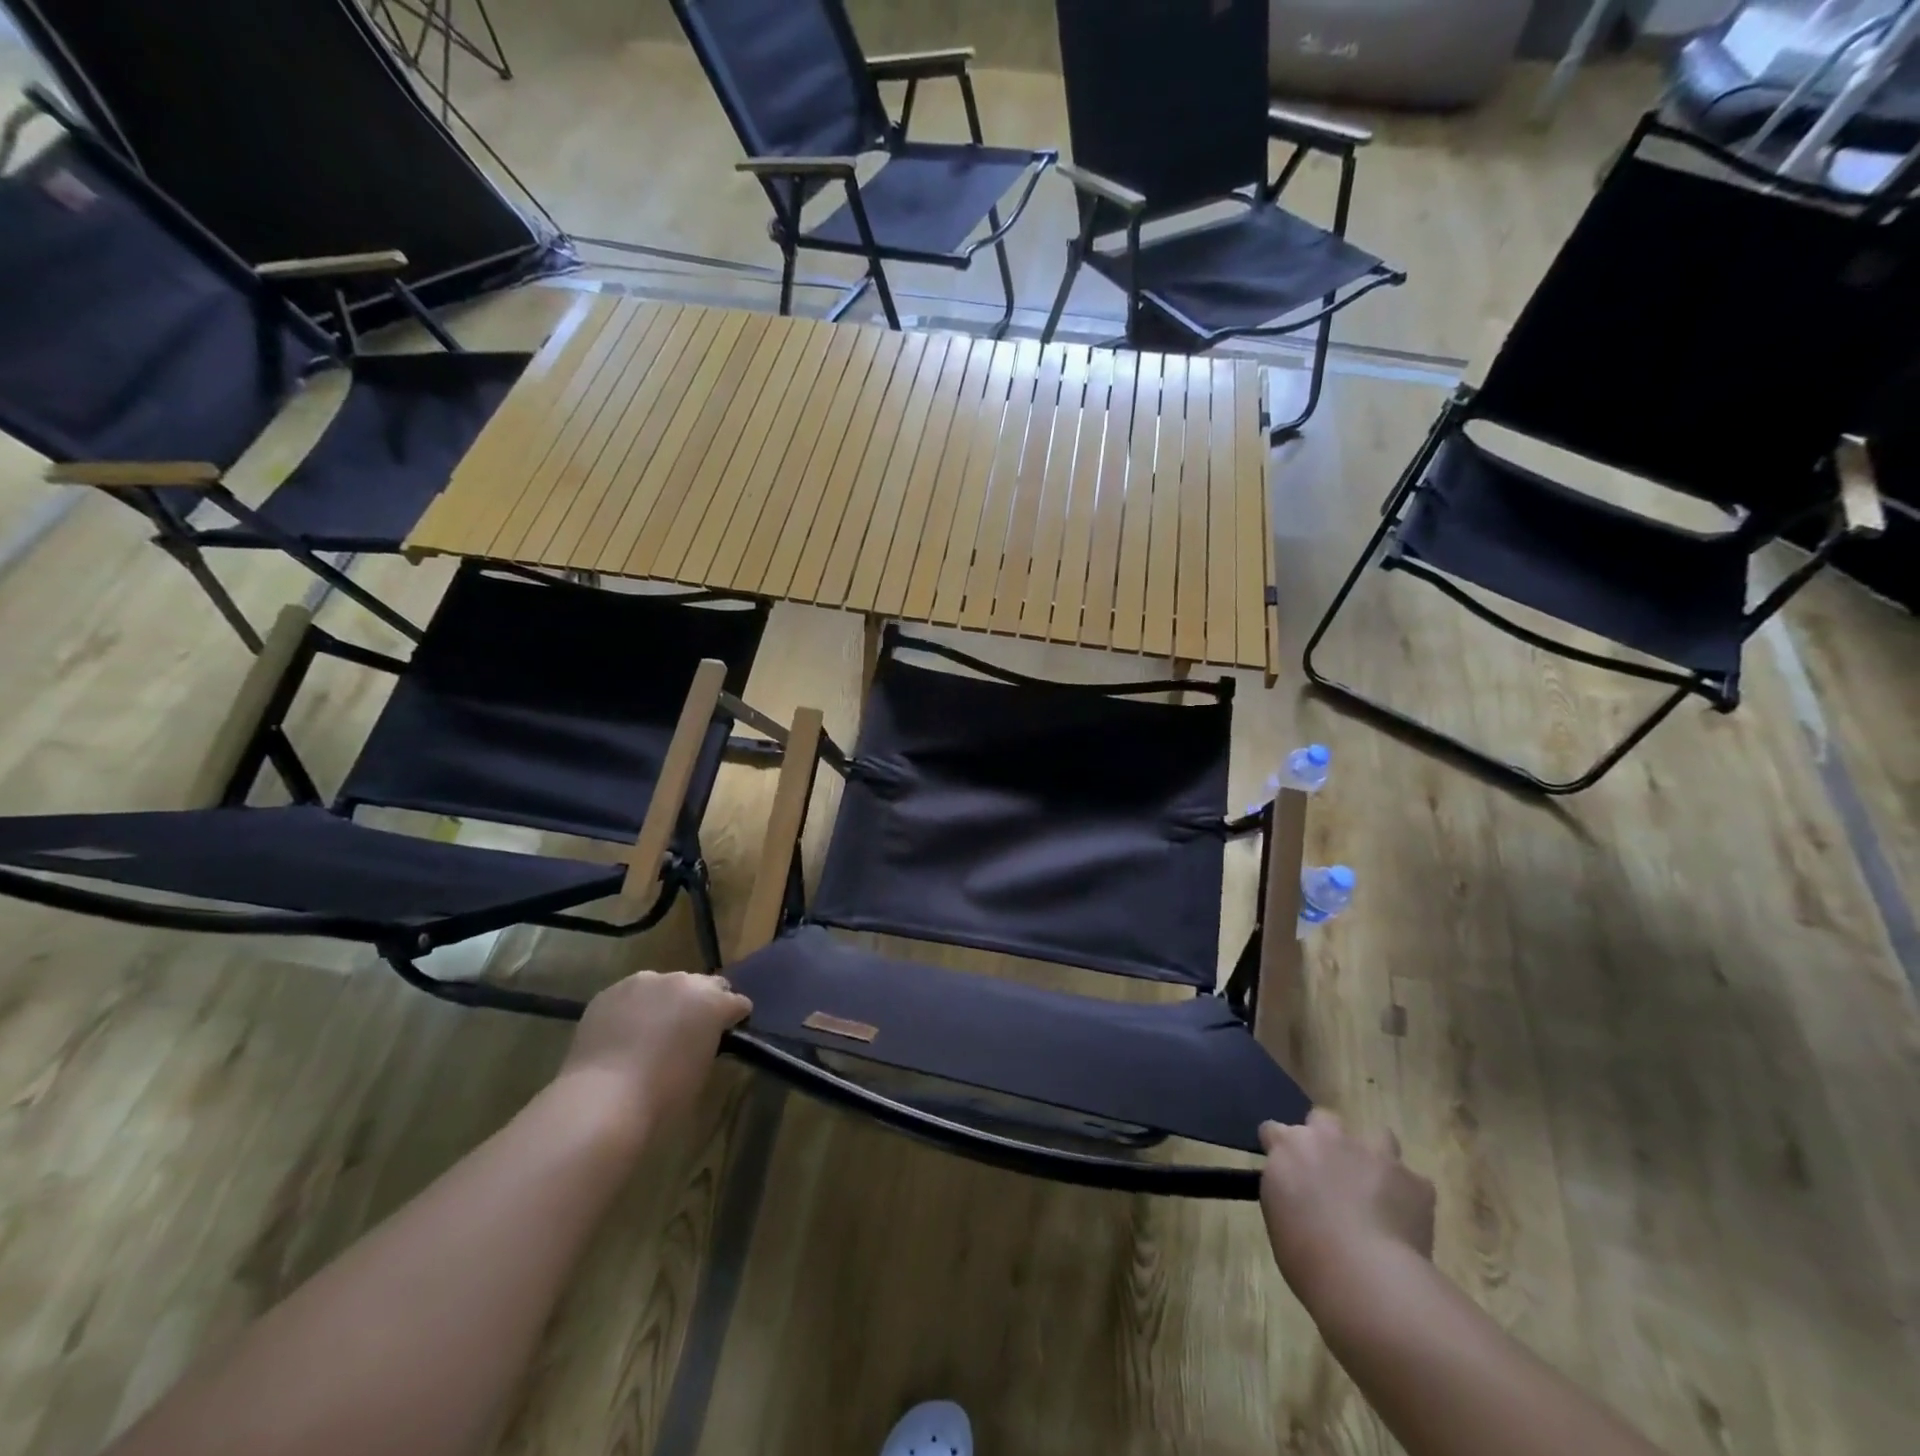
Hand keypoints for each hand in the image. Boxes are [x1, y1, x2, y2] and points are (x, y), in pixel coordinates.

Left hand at [557, 971, 751, 1139]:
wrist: (603, 1098)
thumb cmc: (663, 1094)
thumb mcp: (702, 1068)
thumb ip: (707, 1041)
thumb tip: (700, 1037)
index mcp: (713, 1002)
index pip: (737, 1002)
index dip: (734, 1017)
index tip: (728, 1032)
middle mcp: (684, 981)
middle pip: (704, 984)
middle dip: (703, 1001)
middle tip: (692, 1028)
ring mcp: (645, 982)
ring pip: (666, 985)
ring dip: (667, 1001)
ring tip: (653, 1028)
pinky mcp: (612, 990)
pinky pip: (632, 994)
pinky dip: (635, 1007)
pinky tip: (625, 1031)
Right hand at [1259, 1110, 1435, 1304]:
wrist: (1366, 1277)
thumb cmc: (1307, 1254)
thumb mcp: (1278, 1216)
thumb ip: (1286, 1188)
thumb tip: (1298, 1190)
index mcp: (1289, 1146)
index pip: (1274, 1130)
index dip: (1279, 1147)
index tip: (1285, 1170)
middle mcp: (1329, 1137)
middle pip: (1323, 1120)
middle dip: (1326, 1140)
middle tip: (1330, 1175)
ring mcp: (1374, 1154)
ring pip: (1377, 1136)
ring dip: (1373, 1157)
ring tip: (1376, 1189)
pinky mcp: (1414, 1181)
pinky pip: (1413, 1182)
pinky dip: (1409, 1197)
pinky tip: (1406, 1222)